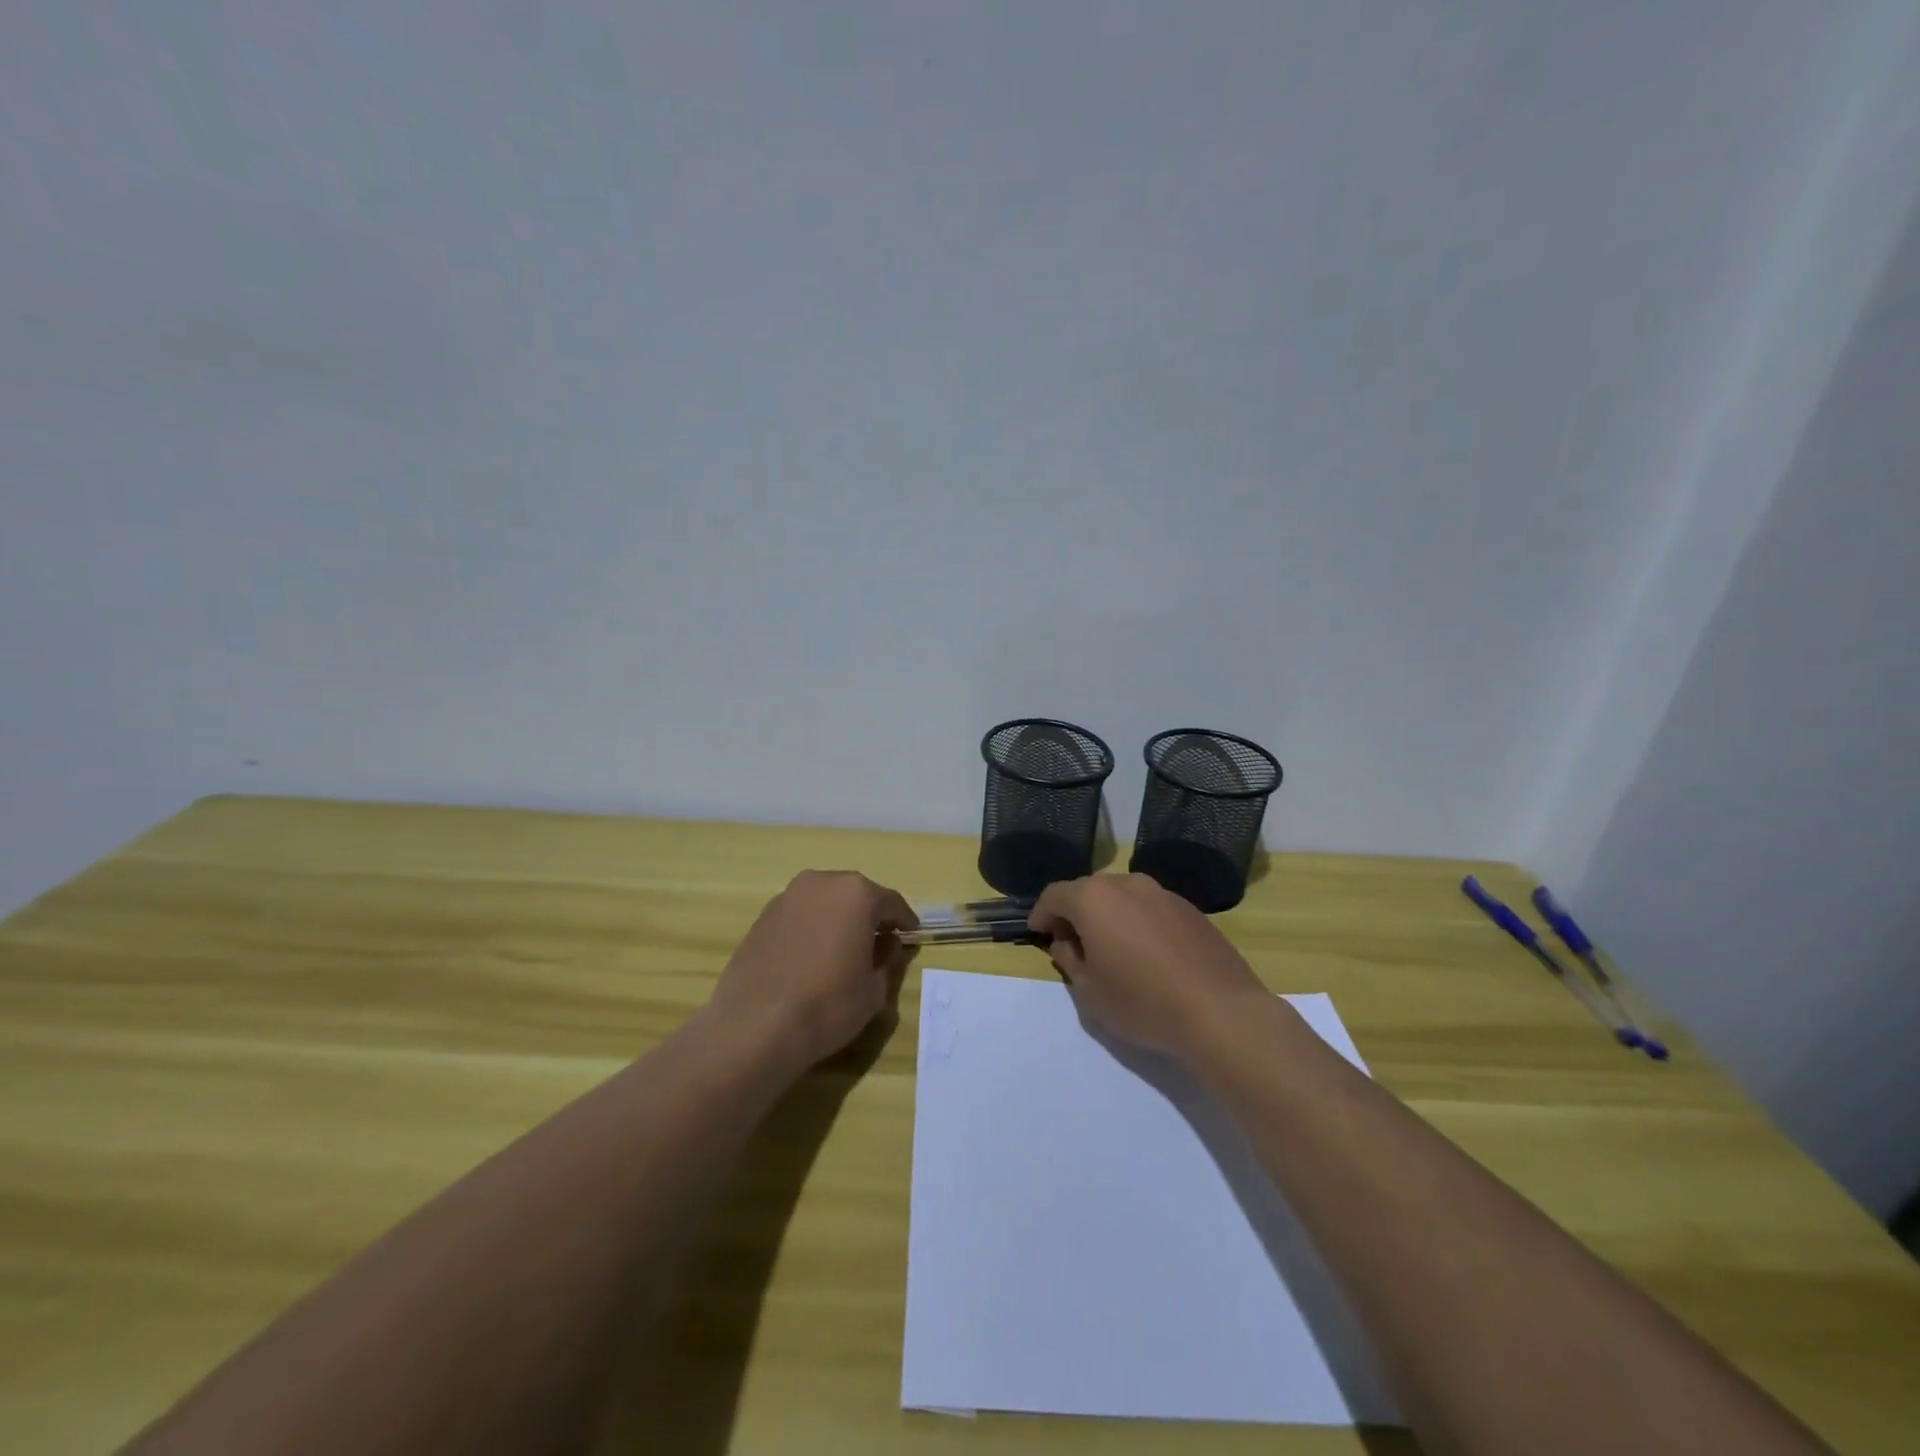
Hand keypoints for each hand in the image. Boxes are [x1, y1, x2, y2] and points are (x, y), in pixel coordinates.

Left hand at [707, 870, 917, 1072]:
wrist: (755, 1026)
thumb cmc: (828, 1005)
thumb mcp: (874, 989)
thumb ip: (887, 959)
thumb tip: (886, 944)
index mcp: (856, 894)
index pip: (891, 903)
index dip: (904, 921)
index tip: (911, 936)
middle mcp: (822, 883)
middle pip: (856, 895)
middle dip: (869, 916)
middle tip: (878, 943)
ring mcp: (788, 897)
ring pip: (825, 902)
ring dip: (838, 919)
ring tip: (842, 951)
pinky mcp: (763, 916)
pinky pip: (800, 915)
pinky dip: (812, 928)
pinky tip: (811, 957)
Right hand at [1028, 873, 1269, 1058]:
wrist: (1219, 1012)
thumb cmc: (1142, 1002)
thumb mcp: (1089, 991)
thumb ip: (1069, 959)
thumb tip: (1067, 942)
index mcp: (1094, 898)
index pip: (1055, 895)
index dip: (1041, 913)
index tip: (1037, 932)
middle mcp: (1127, 884)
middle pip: (1089, 891)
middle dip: (1075, 913)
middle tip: (1072, 943)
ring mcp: (1163, 893)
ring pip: (1122, 897)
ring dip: (1109, 916)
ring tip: (1111, 949)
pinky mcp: (1190, 909)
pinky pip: (1150, 908)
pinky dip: (1138, 923)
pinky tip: (1147, 955)